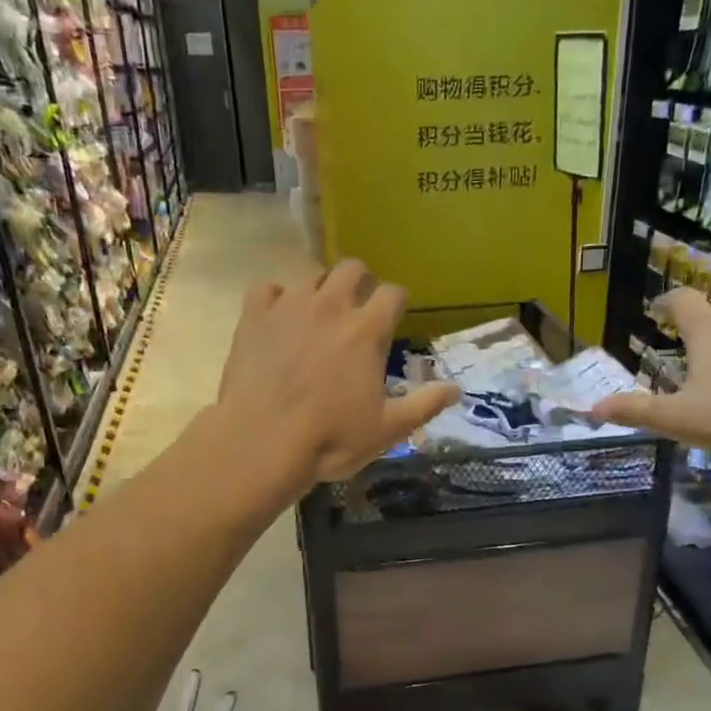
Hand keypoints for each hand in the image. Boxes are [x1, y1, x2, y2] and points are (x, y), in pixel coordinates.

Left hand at [217, 260, 459, 487]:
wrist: (262, 442)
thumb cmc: (330, 439)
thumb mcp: (387, 430)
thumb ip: (424, 405)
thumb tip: (457, 389)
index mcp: (367, 331)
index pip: (393, 293)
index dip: (397, 301)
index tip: (395, 314)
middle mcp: (331, 306)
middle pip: (352, 268)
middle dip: (361, 281)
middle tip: (358, 306)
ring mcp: (289, 307)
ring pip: (310, 273)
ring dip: (320, 287)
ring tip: (318, 311)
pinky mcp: (254, 316)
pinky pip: (265, 286)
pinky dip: (275, 297)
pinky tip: (277, 317)